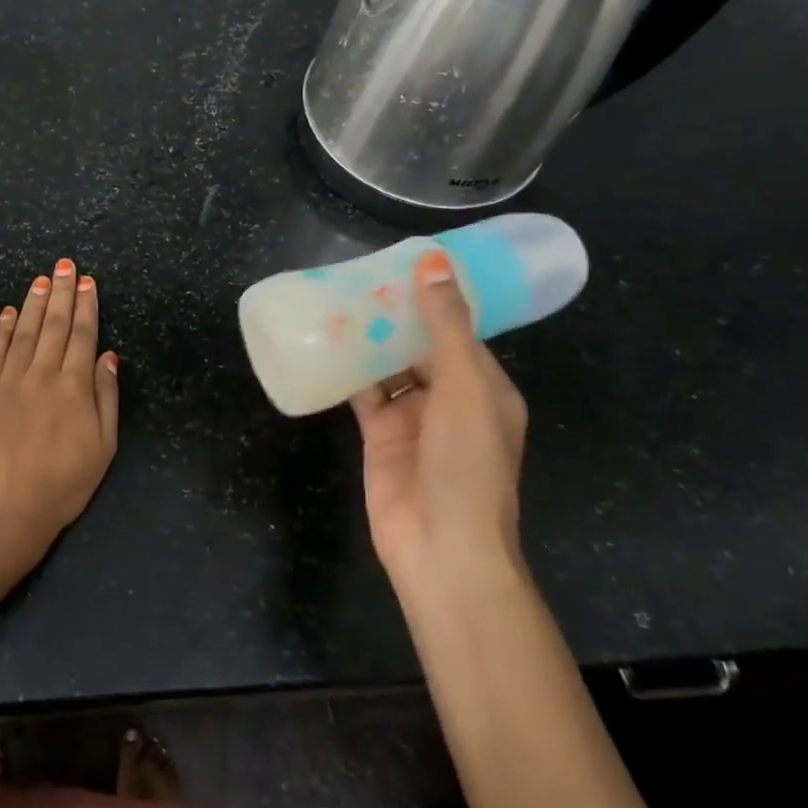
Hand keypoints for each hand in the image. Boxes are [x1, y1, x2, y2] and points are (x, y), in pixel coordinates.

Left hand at [0, 258, 119, 562]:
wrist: (5, 513)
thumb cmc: (63, 486)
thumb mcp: (103, 449)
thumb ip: (106, 399)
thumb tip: (108, 356)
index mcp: (75, 388)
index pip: (83, 336)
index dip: (87, 307)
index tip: (88, 282)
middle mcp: (42, 375)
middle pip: (55, 326)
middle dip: (63, 292)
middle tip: (67, 264)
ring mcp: (9, 382)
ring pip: (26, 332)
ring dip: (36, 302)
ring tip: (43, 278)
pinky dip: (3, 329)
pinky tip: (10, 311)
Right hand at [349, 249, 527, 581]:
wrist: (440, 545)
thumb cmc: (466, 462)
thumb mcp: (463, 387)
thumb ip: (445, 327)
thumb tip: (434, 264)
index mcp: (484, 386)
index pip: (458, 331)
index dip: (434, 298)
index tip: (403, 262)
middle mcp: (450, 398)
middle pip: (419, 346)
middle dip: (393, 316)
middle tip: (357, 275)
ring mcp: (413, 418)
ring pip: (388, 367)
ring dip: (367, 340)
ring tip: (336, 299)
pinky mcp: (380, 435)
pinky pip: (363, 393)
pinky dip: (346, 371)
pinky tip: (323, 344)